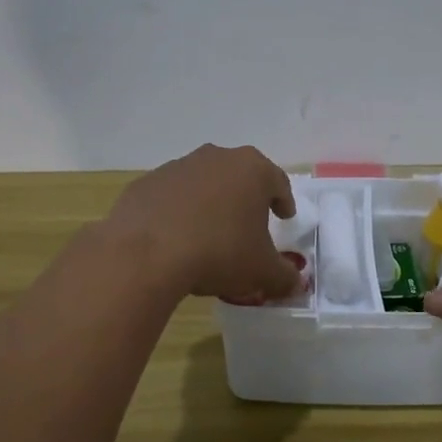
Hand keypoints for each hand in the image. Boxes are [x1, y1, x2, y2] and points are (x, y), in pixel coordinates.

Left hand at [102, 144, 300, 300]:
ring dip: (210, 203)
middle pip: (239, 176)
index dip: (284, 201)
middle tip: (249, 224)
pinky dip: (178, 212)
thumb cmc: (219, 252)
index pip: (278, 182)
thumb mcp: (262, 271)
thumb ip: (285, 276)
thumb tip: (295, 283)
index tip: (284, 217)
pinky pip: (172, 197)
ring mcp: (178, 167)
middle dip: (246, 198)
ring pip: (204, 183)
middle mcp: (216, 158)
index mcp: (252, 169)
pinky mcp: (147, 183)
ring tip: (210, 234)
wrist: (146, 254)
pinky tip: (176, 238)